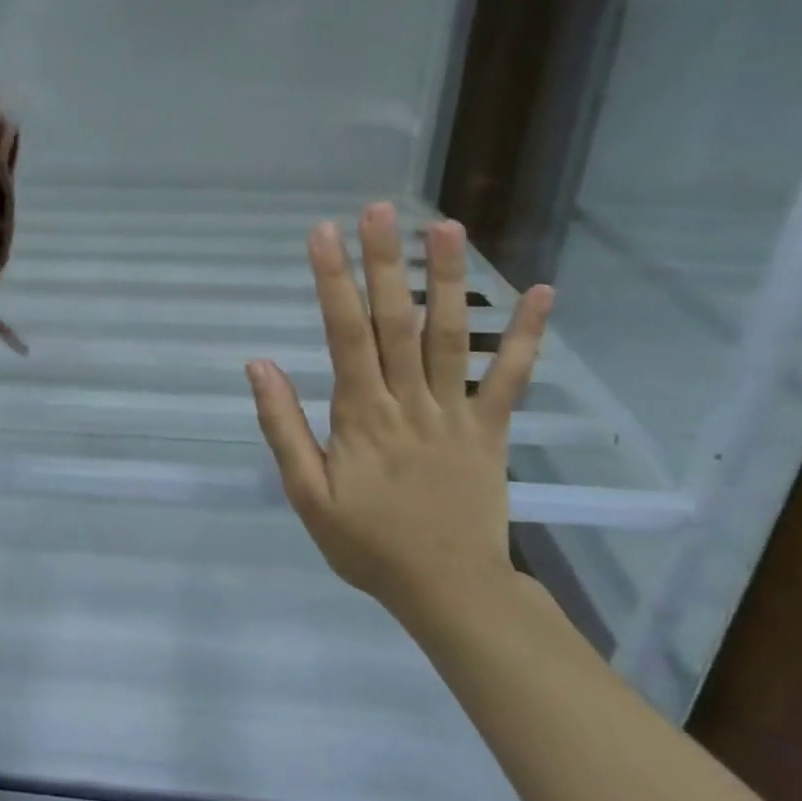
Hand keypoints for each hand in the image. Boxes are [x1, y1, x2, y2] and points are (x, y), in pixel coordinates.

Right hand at [246, 203, 553, 619]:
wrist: (449, 591)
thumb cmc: (367, 542)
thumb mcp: (306, 494)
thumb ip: (283, 427)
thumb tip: (260, 365)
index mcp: (361, 414)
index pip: (344, 334)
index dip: (333, 281)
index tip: (323, 233)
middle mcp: (409, 400)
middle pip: (395, 321)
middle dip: (385, 261)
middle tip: (381, 208)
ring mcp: (457, 412)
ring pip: (452, 336)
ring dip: (447, 280)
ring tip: (446, 227)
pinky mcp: (492, 429)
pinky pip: (513, 378)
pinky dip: (529, 336)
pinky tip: (542, 293)